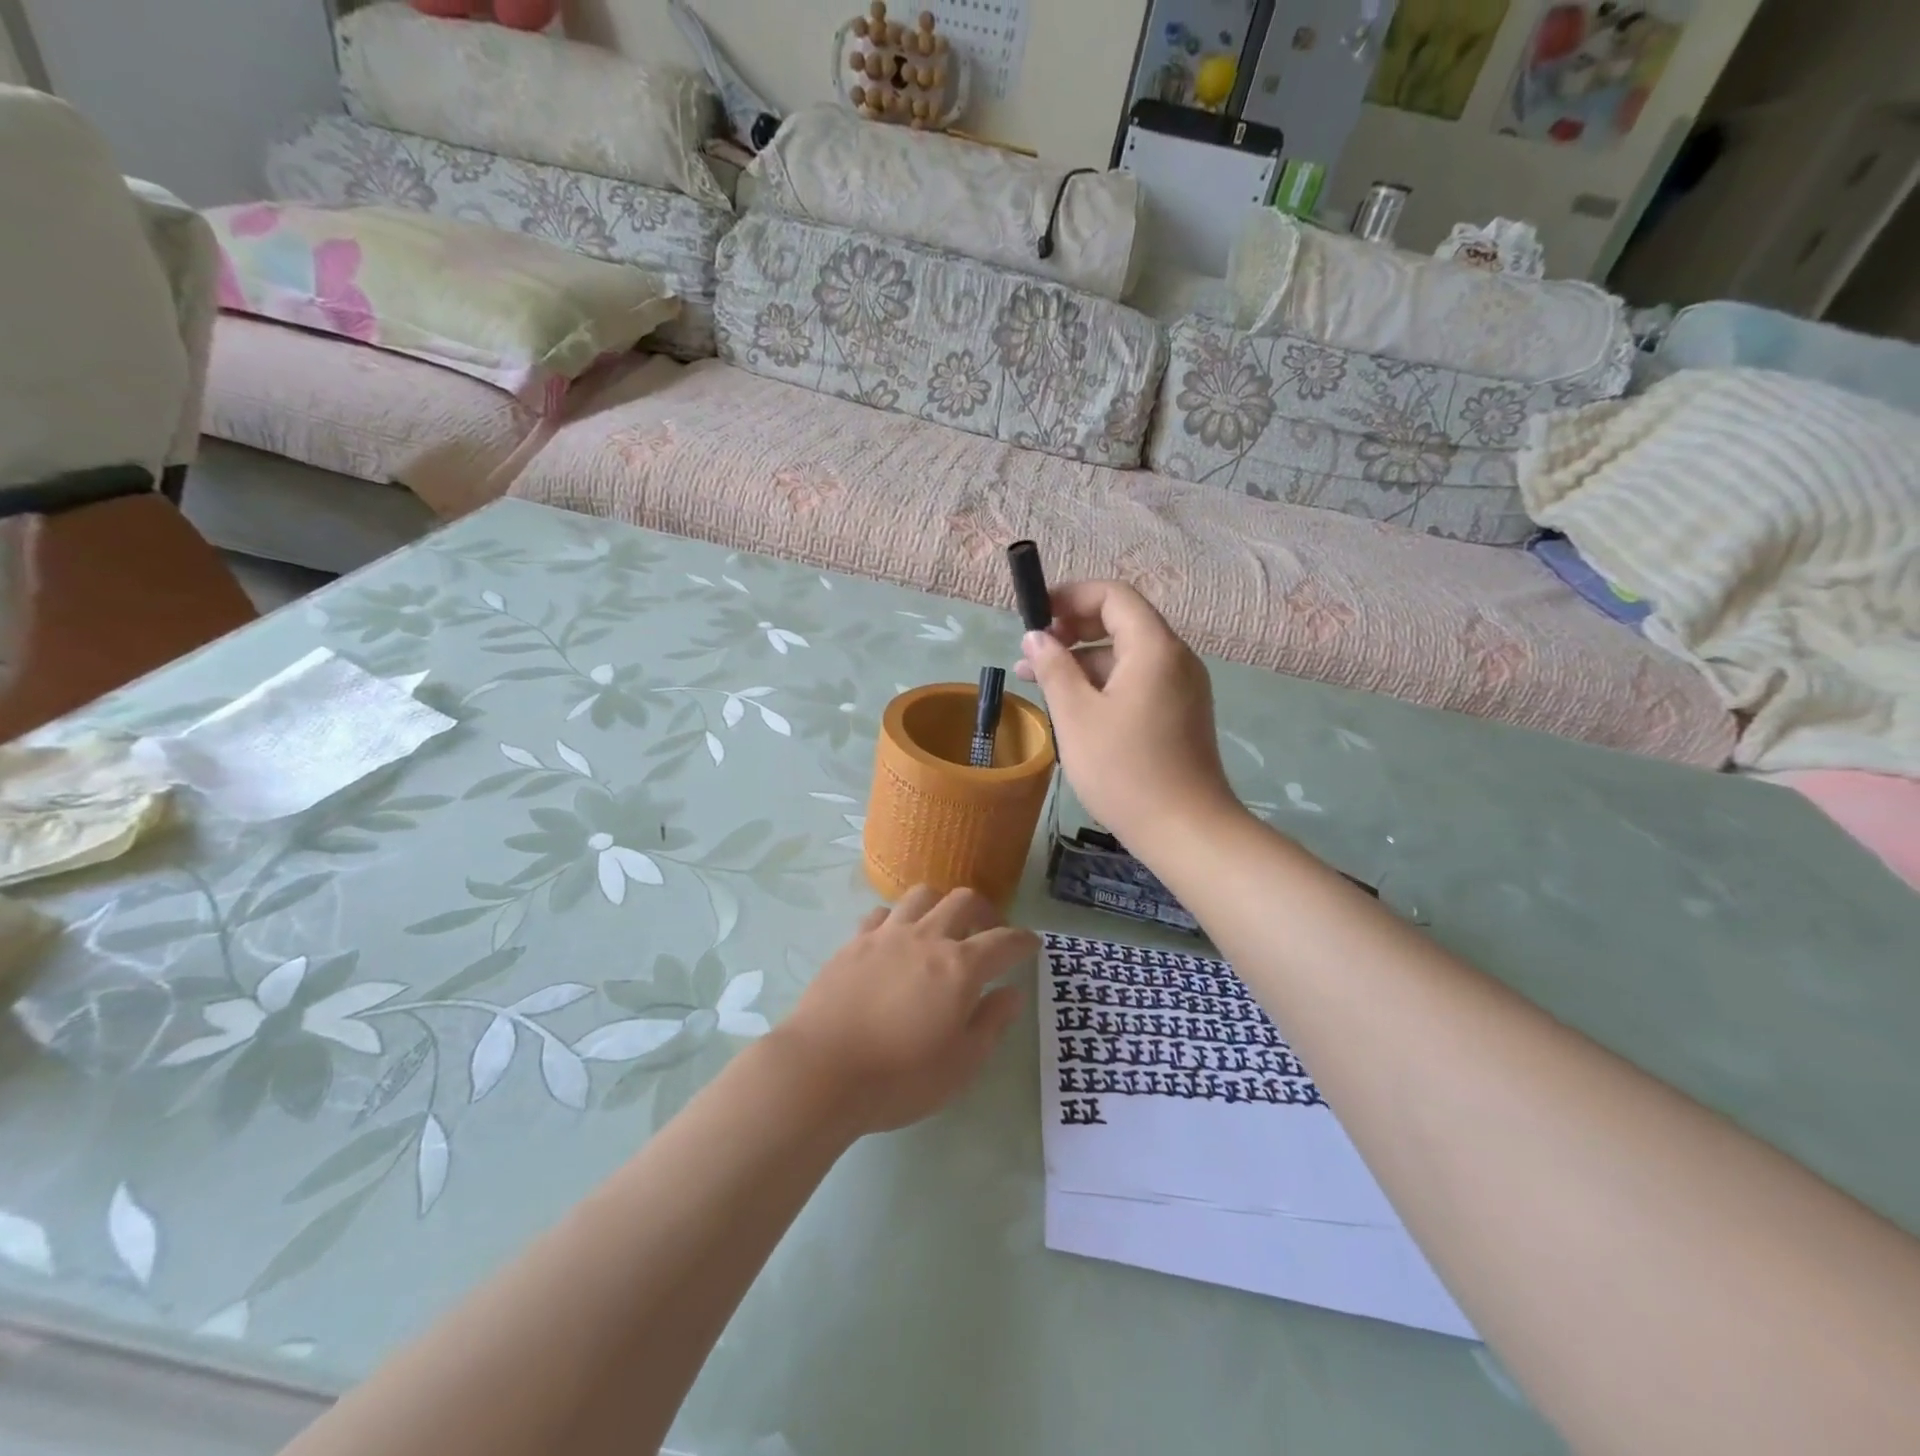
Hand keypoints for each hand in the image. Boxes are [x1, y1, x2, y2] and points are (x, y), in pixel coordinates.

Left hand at [769, 887, 1035, 1134]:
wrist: (821, 1071)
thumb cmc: (898, 1078)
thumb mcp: (960, 1065)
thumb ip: (991, 1023)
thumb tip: (1012, 993)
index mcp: (960, 967)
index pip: (1004, 940)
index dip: (1023, 940)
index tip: (1032, 944)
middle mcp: (927, 938)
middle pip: (965, 901)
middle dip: (986, 911)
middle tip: (990, 931)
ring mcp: (887, 935)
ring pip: (922, 895)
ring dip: (941, 904)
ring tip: (943, 926)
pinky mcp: (854, 942)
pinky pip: (883, 913)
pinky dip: (898, 918)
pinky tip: (896, 939)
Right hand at [1016, 580, 1239, 851]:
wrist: (1185, 830)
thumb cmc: (1125, 770)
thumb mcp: (1077, 716)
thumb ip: (1054, 668)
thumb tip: (1036, 636)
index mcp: (1154, 648)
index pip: (1113, 596)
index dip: (1071, 596)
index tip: (1035, 615)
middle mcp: (1175, 658)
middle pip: (1121, 622)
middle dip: (1072, 630)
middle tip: (1032, 652)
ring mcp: (1182, 687)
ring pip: (1126, 656)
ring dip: (1083, 661)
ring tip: (1039, 683)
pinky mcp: (1180, 714)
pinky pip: (1137, 681)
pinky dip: (1103, 684)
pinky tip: (1074, 708)